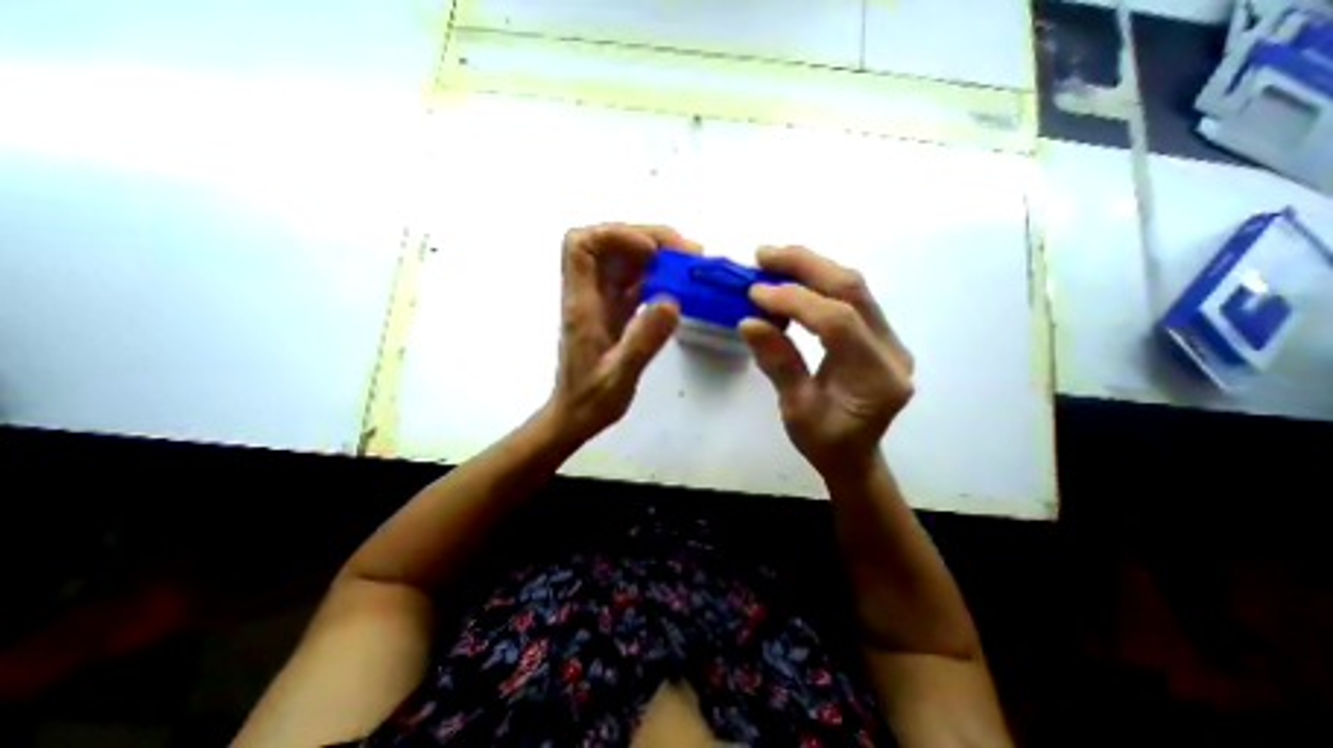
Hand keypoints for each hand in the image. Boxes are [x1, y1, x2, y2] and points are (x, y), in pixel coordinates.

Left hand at [546, 222, 702, 444]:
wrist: (576, 415)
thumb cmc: (590, 399)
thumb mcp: (619, 376)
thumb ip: (642, 341)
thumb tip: (671, 301)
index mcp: (582, 304)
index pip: (581, 246)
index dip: (615, 236)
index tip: (651, 252)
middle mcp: (589, 295)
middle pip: (607, 245)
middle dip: (646, 238)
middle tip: (686, 252)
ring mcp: (601, 301)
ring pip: (623, 260)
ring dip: (655, 254)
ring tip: (688, 263)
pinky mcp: (613, 311)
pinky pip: (633, 282)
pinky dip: (656, 276)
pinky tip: (678, 285)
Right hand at [739, 247, 916, 478]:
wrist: (854, 456)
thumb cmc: (825, 443)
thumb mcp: (796, 411)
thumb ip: (777, 364)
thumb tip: (748, 321)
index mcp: (876, 378)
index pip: (838, 322)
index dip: (795, 301)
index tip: (754, 294)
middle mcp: (891, 350)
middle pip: (853, 290)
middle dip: (805, 266)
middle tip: (763, 254)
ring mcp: (889, 339)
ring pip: (854, 286)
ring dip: (811, 266)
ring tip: (772, 258)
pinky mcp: (877, 334)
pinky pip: (850, 297)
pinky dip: (817, 280)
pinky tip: (792, 276)